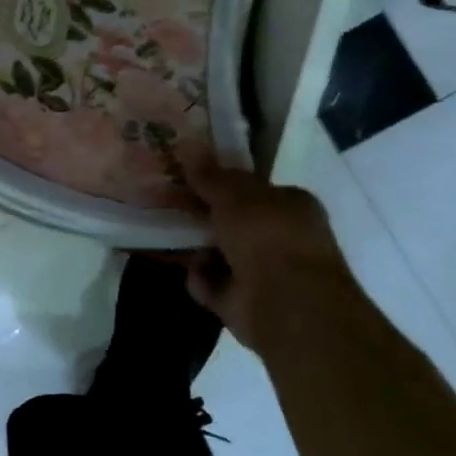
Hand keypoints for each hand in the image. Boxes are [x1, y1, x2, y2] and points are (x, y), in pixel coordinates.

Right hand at [183, 165, 364, 359]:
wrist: (285, 305)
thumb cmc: (267, 236)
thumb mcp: (235, 195)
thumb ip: (211, 176)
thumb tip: (190, 150)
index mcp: (291, 206)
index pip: (253, 189)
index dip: (221, 181)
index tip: (188, 177)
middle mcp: (281, 238)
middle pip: (232, 220)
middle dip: (202, 214)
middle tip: (166, 201)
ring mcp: (263, 272)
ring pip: (218, 251)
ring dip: (195, 246)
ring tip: (164, 232)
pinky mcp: (243, 302)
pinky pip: (211, 282)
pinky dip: (200, 278)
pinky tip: (191, 269)